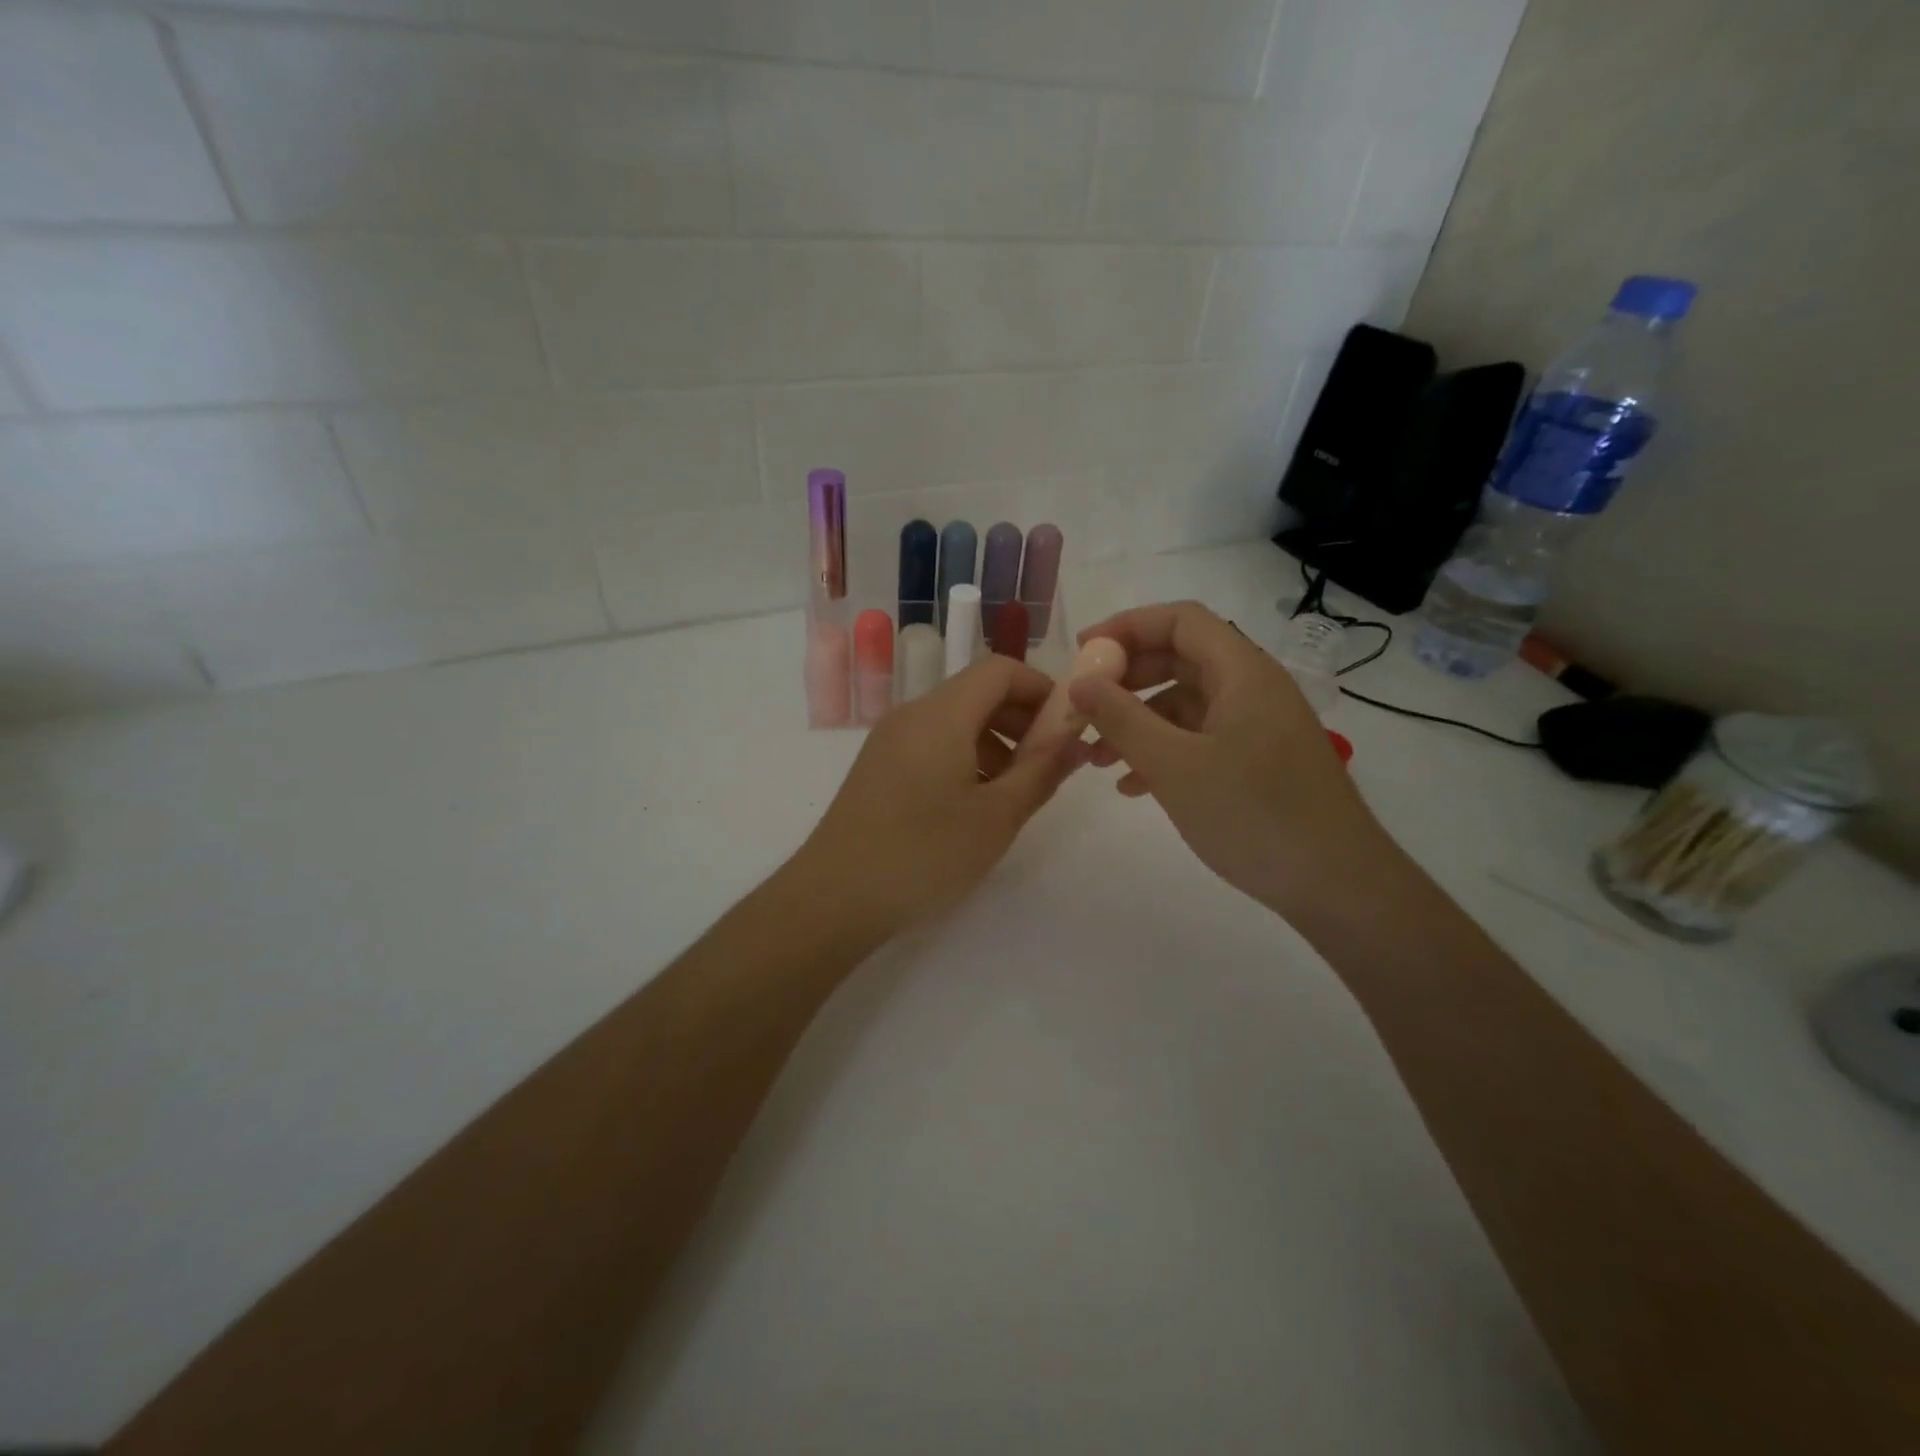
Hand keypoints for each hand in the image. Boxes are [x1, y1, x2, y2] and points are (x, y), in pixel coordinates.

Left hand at [794, 656, 1082, 937]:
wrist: (834, 897)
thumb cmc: (924, 854)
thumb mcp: (997, 816)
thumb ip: (1042, 770)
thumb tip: (1075, 737)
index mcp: (941, 714)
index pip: (1000, 669)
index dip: (1042, 688)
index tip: (1068, 727)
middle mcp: (912, 714)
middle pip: (977, 692)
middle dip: (1022, 718)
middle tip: (1051, 763)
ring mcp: (890, 740)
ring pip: (955, 720)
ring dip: (996, 741)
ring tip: (1016, 790)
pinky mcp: (878, 766)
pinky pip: (932, 743)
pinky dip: (965, 756)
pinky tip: (975, 803)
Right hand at [1069, 601, 1398, 917]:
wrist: (1337, 885)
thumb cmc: (1253, 815)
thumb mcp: (1174, 765)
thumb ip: (1121, 718)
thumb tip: (1080, 682)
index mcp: (1242, 672)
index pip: (1180, 621)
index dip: (1127, 627)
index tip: (1083, 653)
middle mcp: (1253, 688)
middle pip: (1181, 659)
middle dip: (1128, 679)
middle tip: (1085, 706)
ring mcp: (1258, 726)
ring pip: (1186, 704)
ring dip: (1139, 721)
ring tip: (1097, 757)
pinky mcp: (1258, 762)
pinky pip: (1200, 738)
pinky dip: (1163, 751)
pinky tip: (1133, 786)